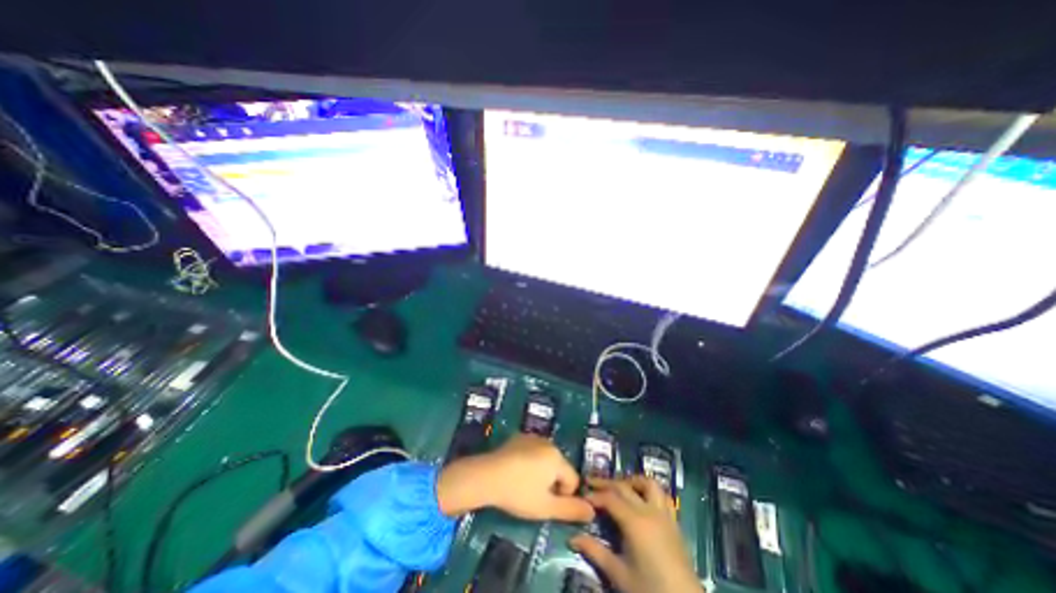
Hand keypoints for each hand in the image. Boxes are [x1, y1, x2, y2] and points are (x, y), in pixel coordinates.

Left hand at [430, 430, 593, 524]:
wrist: (487, 475)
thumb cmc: (519, 493)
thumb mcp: (546, 508)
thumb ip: (571, 510)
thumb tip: (593, 512)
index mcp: (557, 457)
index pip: (572, 480)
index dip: (562, 496)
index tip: (545, 503)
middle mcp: (548, 443)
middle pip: (559, 467)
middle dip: (551, 482)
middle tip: (534, 495)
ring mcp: (532, 437)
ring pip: (545, 459)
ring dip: (541, 472)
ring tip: (523, 483)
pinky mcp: (519, 437)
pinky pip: (532, 451)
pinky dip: (529, 461)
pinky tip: (515, 471)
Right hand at [569, 475, 698, 592]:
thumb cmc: (650, 590)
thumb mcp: (619, 574)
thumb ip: (596, 552)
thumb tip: (573, 538)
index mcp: (635, 522)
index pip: (610, 498)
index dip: (595, 495)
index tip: (582, 496)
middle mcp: (649, 511)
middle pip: (624, 486)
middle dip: (606, 483)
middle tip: (591, 482)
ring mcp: (664, 514)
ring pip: (648, 484)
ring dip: (631, 481)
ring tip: (619, 486)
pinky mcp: (674, 522)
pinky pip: (663, 496)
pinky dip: (649, 491)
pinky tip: (641, 499)